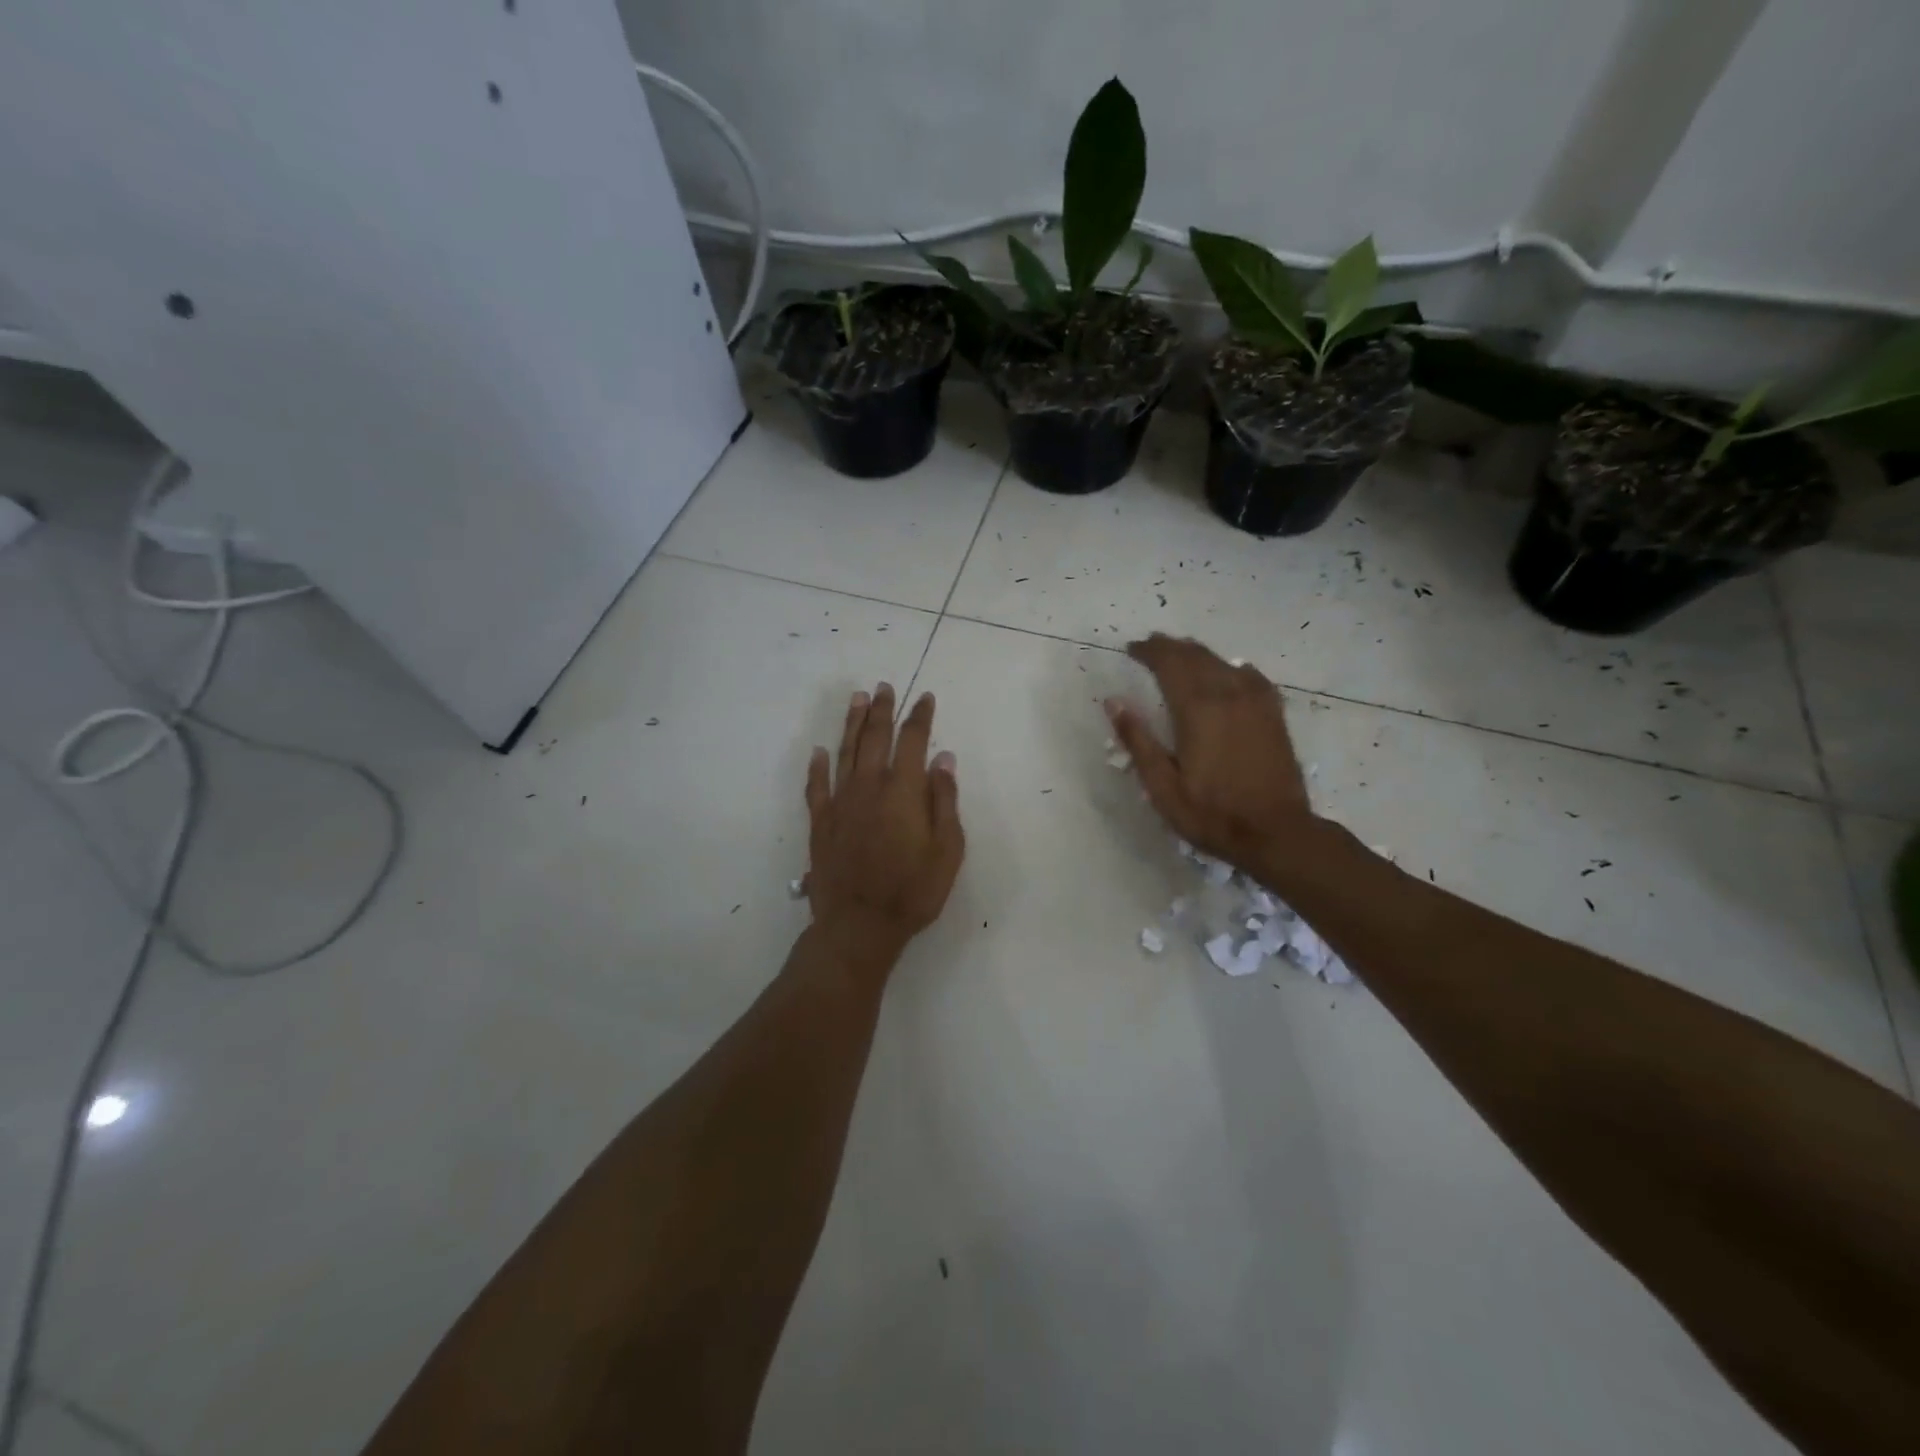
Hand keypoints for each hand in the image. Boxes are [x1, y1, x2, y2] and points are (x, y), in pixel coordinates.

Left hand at [805, 684, 964, 963]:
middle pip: (875, 738)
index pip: (913, 741)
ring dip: (852, 724)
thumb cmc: (913, 890)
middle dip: (882, 710)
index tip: (924, 698)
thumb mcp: (947, 850)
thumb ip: (945, 801)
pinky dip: (818, 766)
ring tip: (857, 700)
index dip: (920, 717)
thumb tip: (943, 759)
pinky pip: (817, 787)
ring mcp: (841, 803)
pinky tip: (820, 751)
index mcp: (904, 791)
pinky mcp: (821, 823)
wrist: (860, 925)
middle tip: (884, 687)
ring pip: (846, 753)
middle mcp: (870, 787)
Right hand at [1106, 634, 1313, 868]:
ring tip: (1180, 655)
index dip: (1149, 651)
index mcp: (1197, 709)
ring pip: (1222, 662)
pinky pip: (1251, 677)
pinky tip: (1229, 672)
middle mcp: (1228, 694)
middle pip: (1196, 656)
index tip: (1131, 649)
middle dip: (1170, 647)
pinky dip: (1232, 668)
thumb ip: (1138, 740)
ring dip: (1197, 654)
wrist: (1276, 832)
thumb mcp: (1162, 786)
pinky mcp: (1273, 714)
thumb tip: (1114, 702)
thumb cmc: (1211, 813)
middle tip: (1150, 647)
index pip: (1169, 663)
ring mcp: (1255, 702)